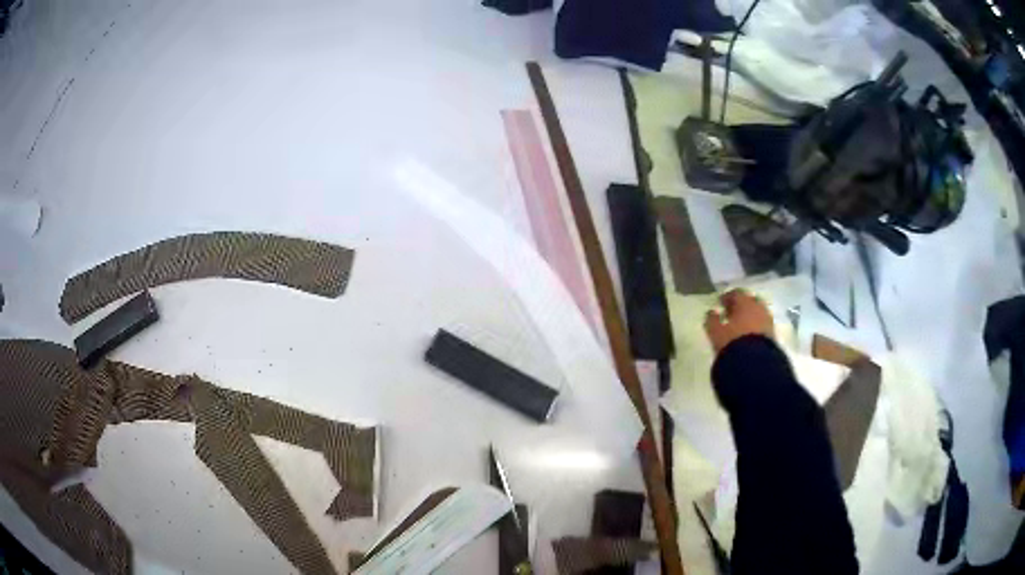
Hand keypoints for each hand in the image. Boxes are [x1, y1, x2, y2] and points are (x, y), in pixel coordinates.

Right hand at [704, 289, 773, 352]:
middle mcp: (758, 307)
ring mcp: (767, 319)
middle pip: (749, 300)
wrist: (754, 363)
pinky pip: (763, 324)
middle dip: (741, 305)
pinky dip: (756, 325)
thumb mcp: (715, 331)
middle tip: (732, 313)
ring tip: (741, 325)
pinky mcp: (773, 333)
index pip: (736, 293)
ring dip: (750, 316)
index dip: (727, 297)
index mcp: (744, 302)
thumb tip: (712, 312)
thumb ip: (712, 319)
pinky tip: (750, 334)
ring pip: (758, 312)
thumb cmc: (732, 342)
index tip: (721, 303)